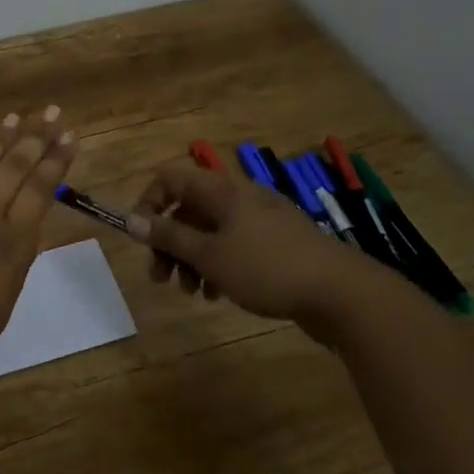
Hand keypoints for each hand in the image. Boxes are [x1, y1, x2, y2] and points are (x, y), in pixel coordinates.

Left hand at [0, 108, 76, 392]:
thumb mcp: (3, 300)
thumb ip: (15, 258)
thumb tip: (24, 225)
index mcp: (9, 241)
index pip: (39, 190)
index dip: (56, 161)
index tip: (70, 137)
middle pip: (12, 168)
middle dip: (35, 138)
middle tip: (52, 113)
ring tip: (15, 117)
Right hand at [131, 159, 377, 324]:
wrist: (342, 293)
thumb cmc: (266, 268)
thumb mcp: (208, 255)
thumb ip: (168, 237)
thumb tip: (131, 220)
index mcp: (222, 191)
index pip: (170, 179)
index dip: (148, 203)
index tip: (140, 238)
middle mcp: (239, 198)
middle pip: (188, 210)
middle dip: (168, 242)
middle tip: (160, 277)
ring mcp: (261, 221)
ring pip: (210, 232)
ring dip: (191, 259)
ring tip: (191, 292)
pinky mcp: (276, 245)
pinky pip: (233, 247)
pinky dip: (218, 265)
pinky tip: (217, 294)